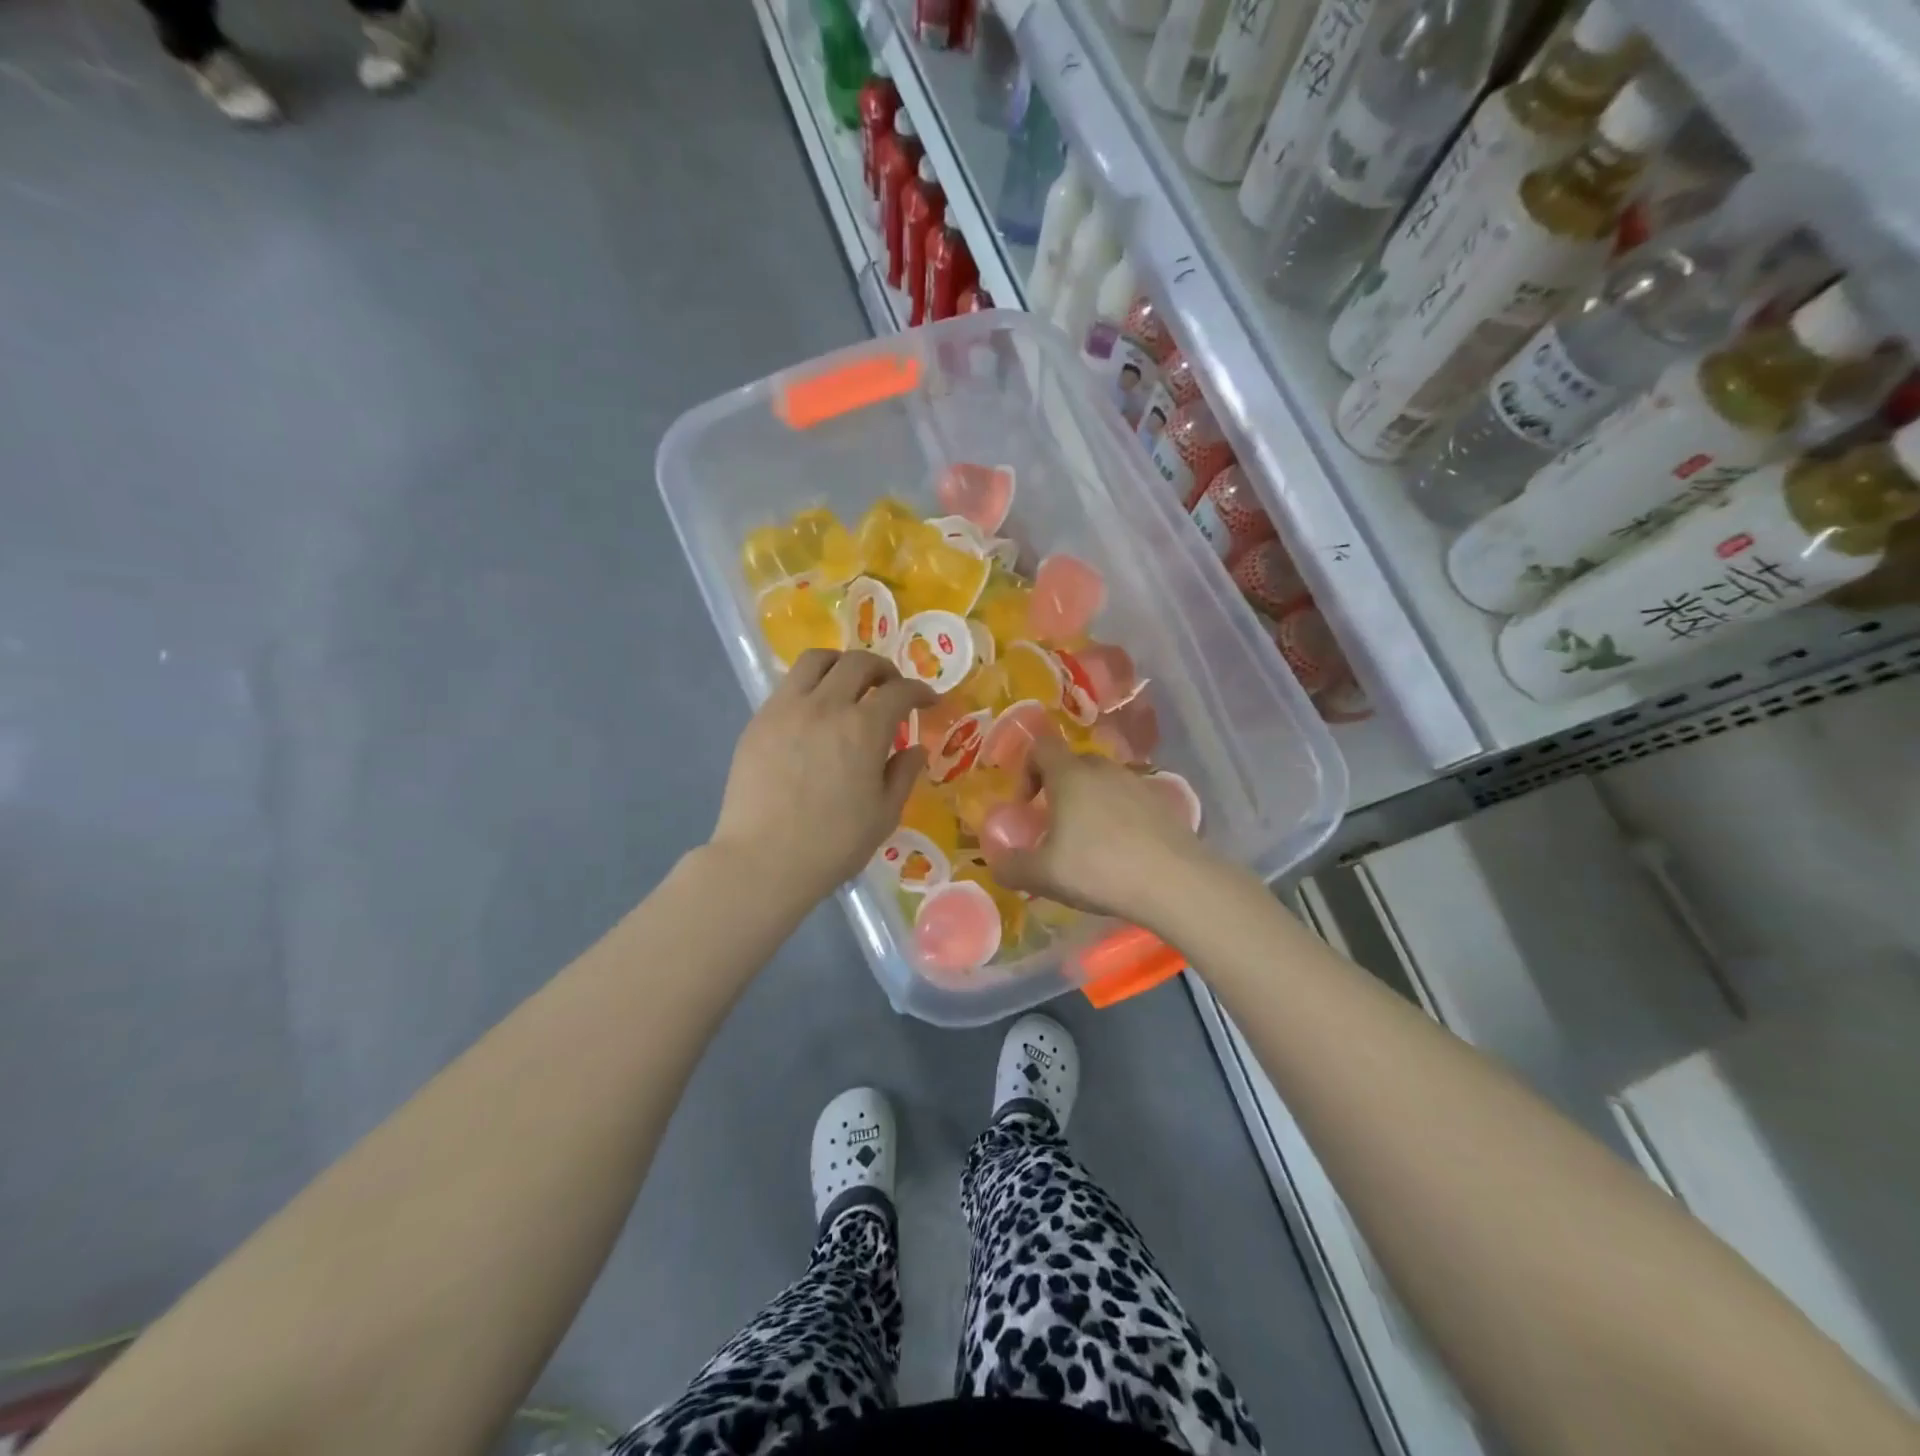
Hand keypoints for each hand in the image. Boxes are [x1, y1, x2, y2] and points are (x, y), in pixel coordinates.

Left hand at [710, 650, 933, 904]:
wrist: (763, 860)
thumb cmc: (833, 844)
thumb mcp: (884, 815)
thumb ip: (903, 774)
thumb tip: (915, 749)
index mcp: (864, 728)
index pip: (899, 691)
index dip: (920, 691)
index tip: (928, 701)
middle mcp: (826, 705)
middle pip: (858, 663)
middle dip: (883, 669)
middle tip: (891, 688)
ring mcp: (787, 708)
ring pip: (816, 660)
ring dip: (841, 664)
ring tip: (849, 683)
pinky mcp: (759, 720)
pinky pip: (788, 685)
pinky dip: (810, 685)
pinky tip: (815, 712)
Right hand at [983, 737, 1222, 926]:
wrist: (1174, 882)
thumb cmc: (1099, 869)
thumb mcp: (1043, 876)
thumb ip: (1011, 867)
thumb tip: (996, 863)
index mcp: (1070, 775)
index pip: (1041, 747)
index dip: (1026, 769)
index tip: (1026, 805)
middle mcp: (1103, 769)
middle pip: (1072, 764)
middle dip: (1057, 789)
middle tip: (1053, 827)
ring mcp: (1137, 783)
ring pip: (1102, 782)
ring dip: (1088, 803)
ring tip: (1087, 842)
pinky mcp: (1162, 803)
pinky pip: (1128, 800)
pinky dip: (1117, 816)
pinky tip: (1120, 851)